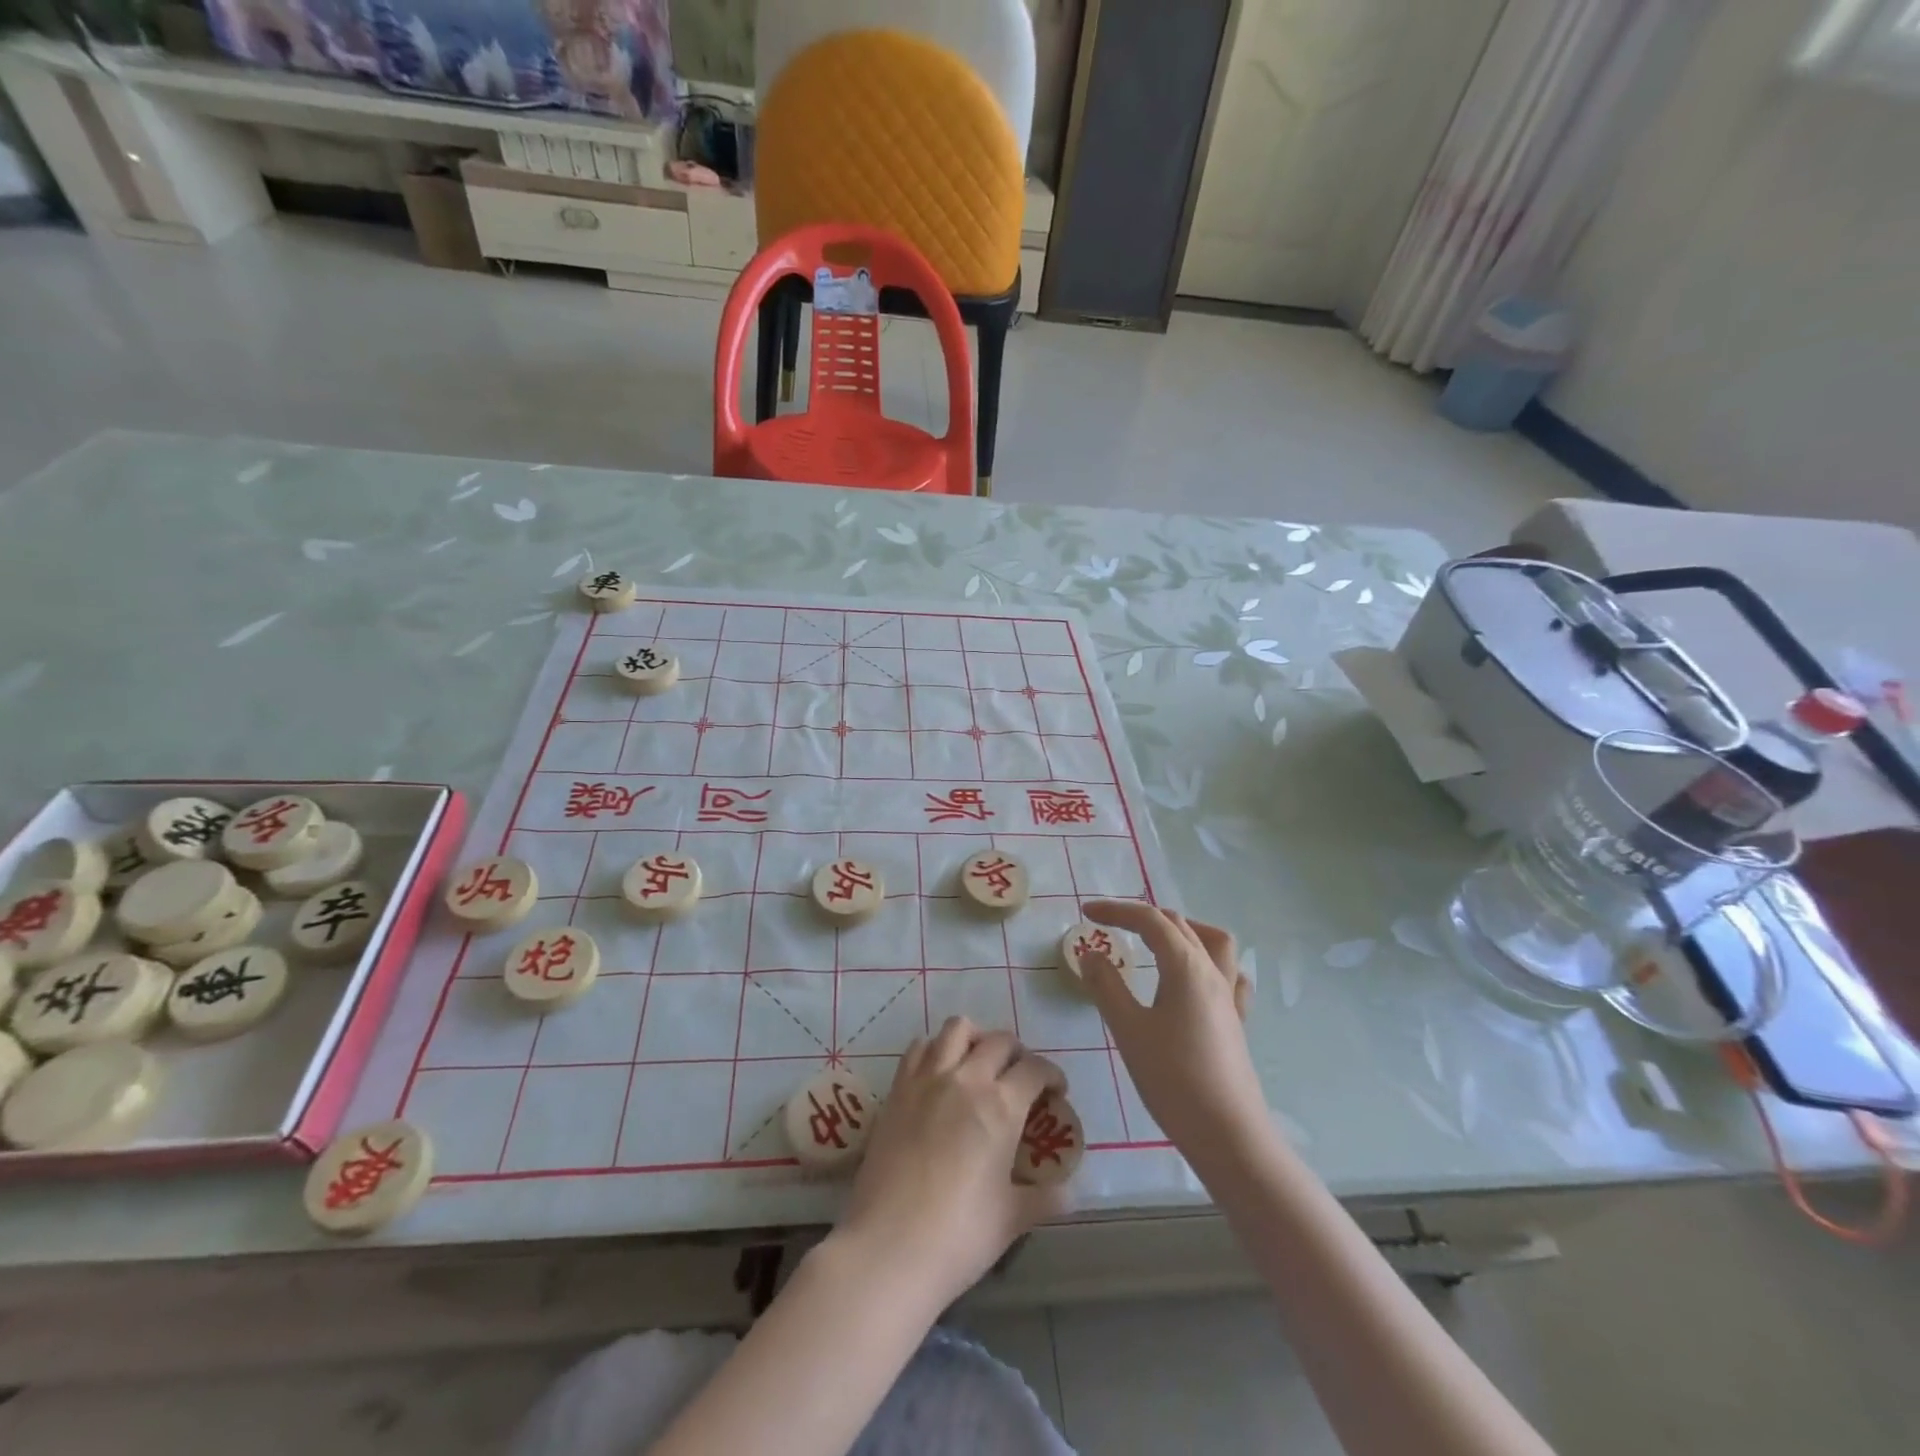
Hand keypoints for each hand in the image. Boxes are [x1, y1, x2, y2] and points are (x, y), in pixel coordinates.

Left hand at [837, 1017, 1064, 1307]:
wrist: (888, 1247)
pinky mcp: (897, 1089)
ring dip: (975, 1038)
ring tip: (979, 1062)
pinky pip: (918, 1048)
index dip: (1051, 1074)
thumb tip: (1071, 1193)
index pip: (1034, 1069)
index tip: (1056, 1090)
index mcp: (1001, 1106)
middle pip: (998, 1040)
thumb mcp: (1011, 1219)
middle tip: (1020, 1078)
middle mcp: (966, 1079)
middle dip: (1017, 1053)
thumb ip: (1044, 1198)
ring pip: (956, 1029)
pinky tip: (940, 1073)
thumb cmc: (958, 1236)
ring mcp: (927, 1079)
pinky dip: (935, 1049)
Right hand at [1080, 900, 1268, 1165]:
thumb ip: (1106, 986)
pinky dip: (1208, 962)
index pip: (1150, 920)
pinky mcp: (1236, 1021)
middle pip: (1178, 925)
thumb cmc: (1173, 1079)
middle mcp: (1211, 972)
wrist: (1228, 1134)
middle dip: (1142, 917)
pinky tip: (1196, 978)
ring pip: (1212, 941)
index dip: (1116, 910)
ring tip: (1156, 940)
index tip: (1086, 912)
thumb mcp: (1129, 1030)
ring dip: (1182, 930)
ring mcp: (1229, 996)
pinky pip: (1229, 974)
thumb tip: (1090, 954)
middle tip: (1110, 926)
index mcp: (1185, 967)